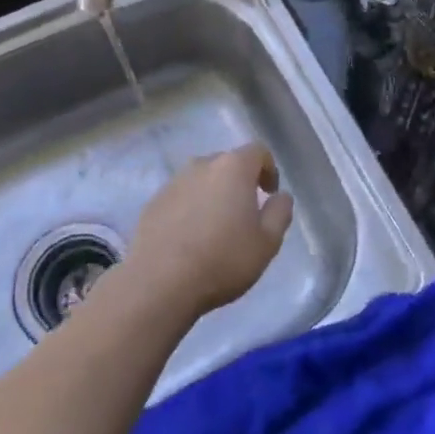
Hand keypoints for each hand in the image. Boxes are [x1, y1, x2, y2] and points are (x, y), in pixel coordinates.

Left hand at [126, 145, 292, 318]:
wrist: (160, 282)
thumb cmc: (222, 259)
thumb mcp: (267, 242)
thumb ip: (280, 213)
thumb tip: (281, 196)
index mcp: (233, 167)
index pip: (258, 151)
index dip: (269, 169)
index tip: (270, 194)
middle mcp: (202, 165)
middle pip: (228, 163)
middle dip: (240, 182)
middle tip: (244, 214)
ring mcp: (174, 182)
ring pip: (202, 179)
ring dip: (213, 195)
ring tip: (215, 228)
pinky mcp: (153, 202)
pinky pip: (180, 197)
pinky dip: (190, 208)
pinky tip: (190, 238)